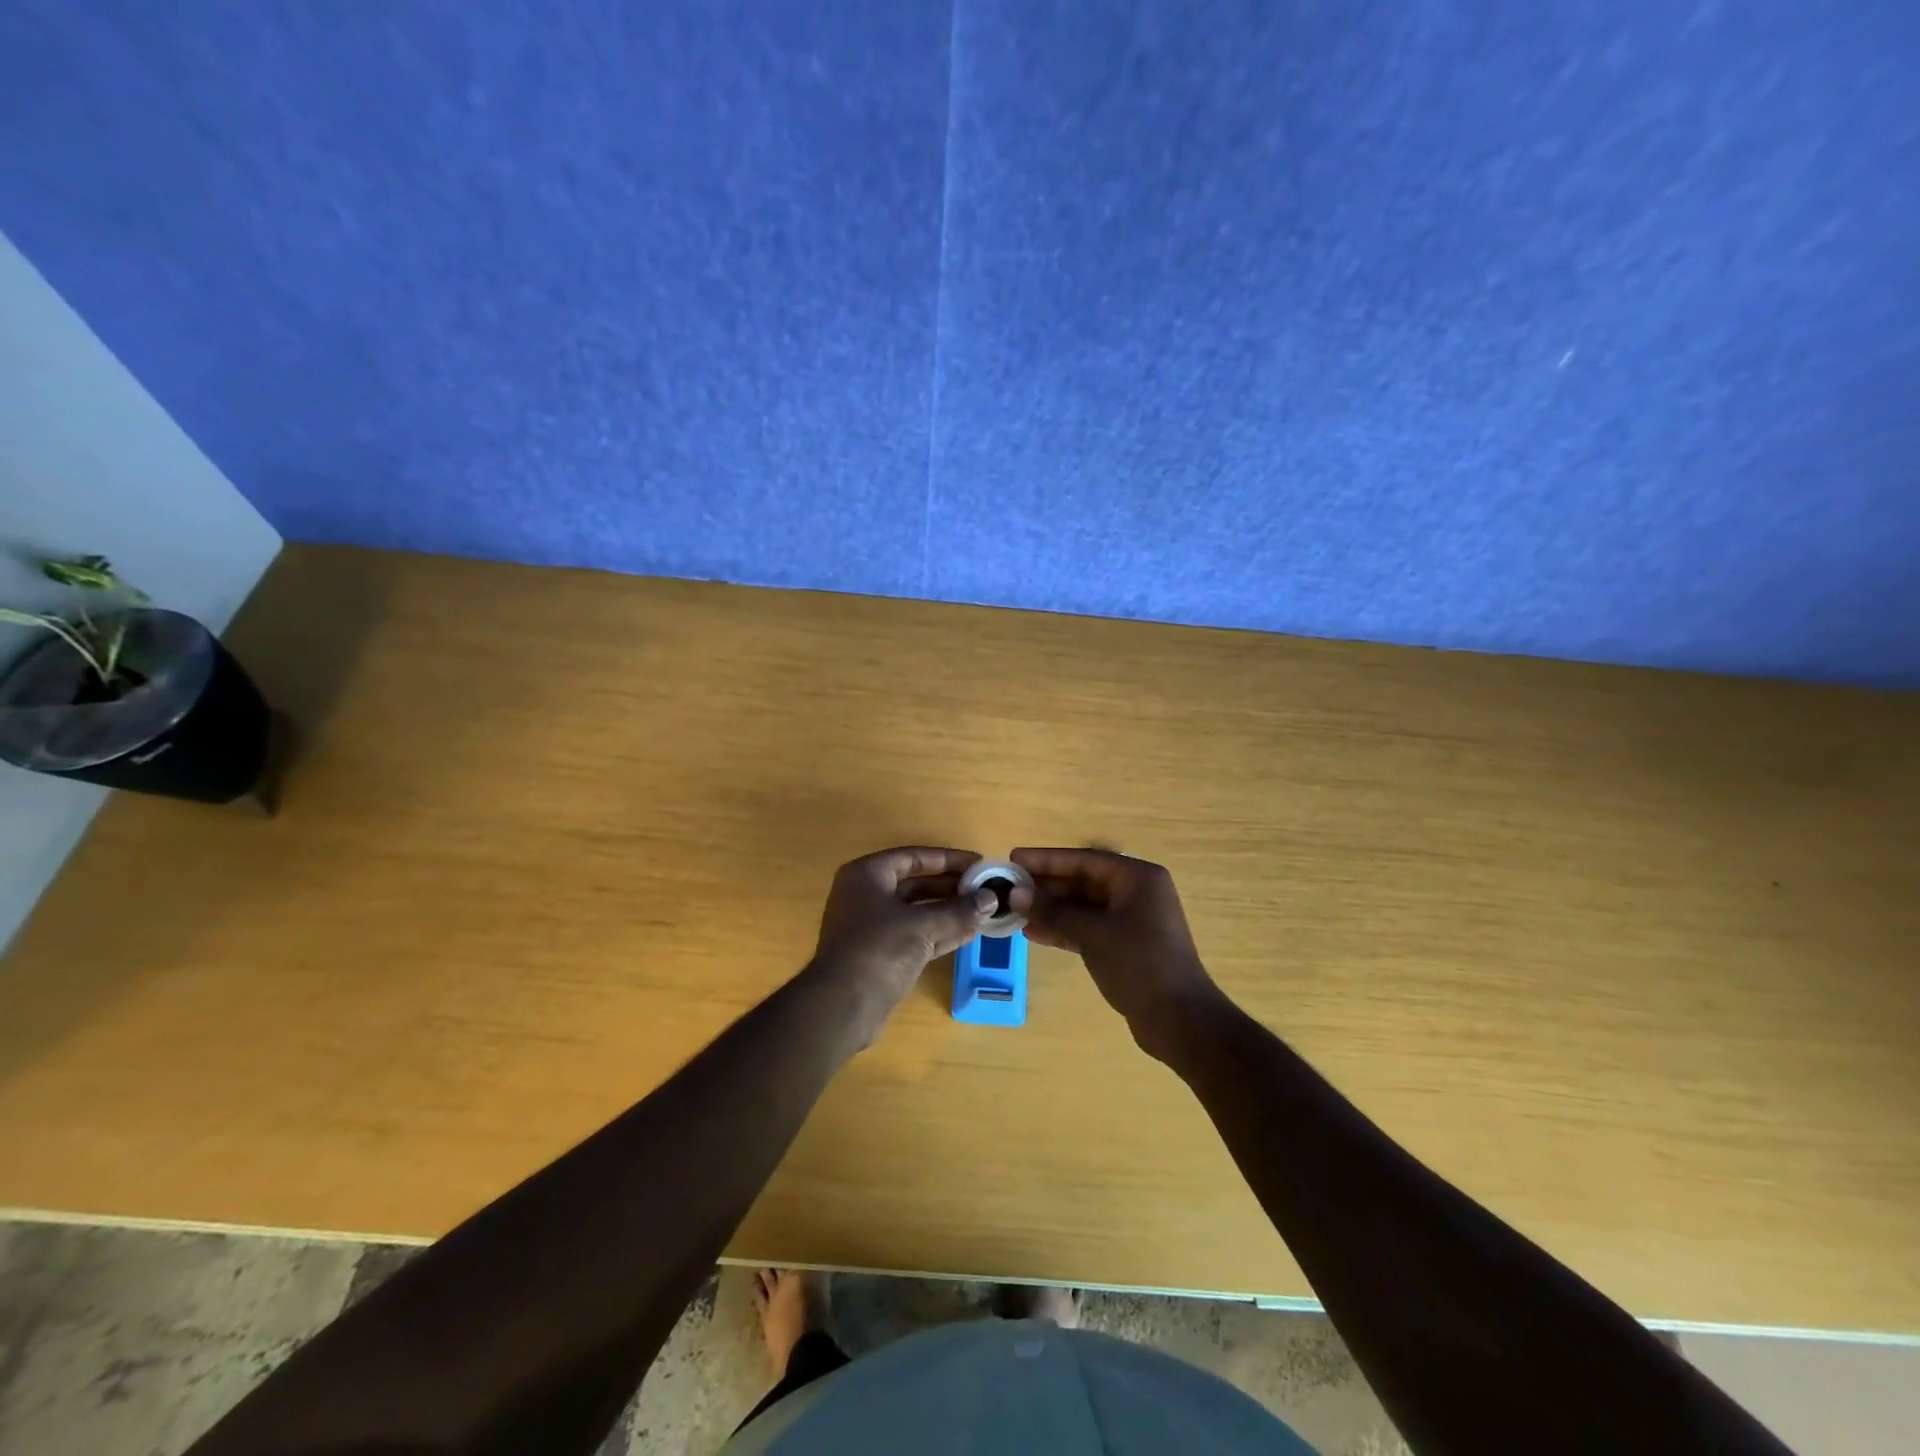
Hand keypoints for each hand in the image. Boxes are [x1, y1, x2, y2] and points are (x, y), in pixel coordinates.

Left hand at [812, 845, 1002, 1020]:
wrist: (841, 1007)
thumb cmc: (878, 950)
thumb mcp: (922, 925)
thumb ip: (958, 910)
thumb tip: (991, 899)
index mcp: (867, 875)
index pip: (914, 857)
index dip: (948, 859)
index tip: (978, 863)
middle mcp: (867, 895)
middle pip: (916, 883)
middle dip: (951, 887)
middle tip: (985, 889)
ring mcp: (872, 927)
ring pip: (918, 911)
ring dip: (950, 911)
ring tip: (984, 911)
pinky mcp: (881, 954)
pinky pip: (916, 935)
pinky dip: (941, 933)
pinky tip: (970, 933)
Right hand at [1012, 847, 1226, 1060]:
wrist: (1180, 1020)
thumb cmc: (1139, 964)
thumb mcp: (1092, 933)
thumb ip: (1053, 911)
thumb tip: (1016, 894)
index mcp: (1137, 878)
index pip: (1084, 859)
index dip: (1047, 859)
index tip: (1014, 858)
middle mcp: (1136, 892)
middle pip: (1083, 881)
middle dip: (1046, 886)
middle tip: (1009, 887)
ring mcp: (1132, 920)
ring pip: (1084, 906)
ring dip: (1052, 909)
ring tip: (1016, 911)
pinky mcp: (1126, 945)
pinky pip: (1089, 927)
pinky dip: (1064, 929)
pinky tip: (1034, 933)